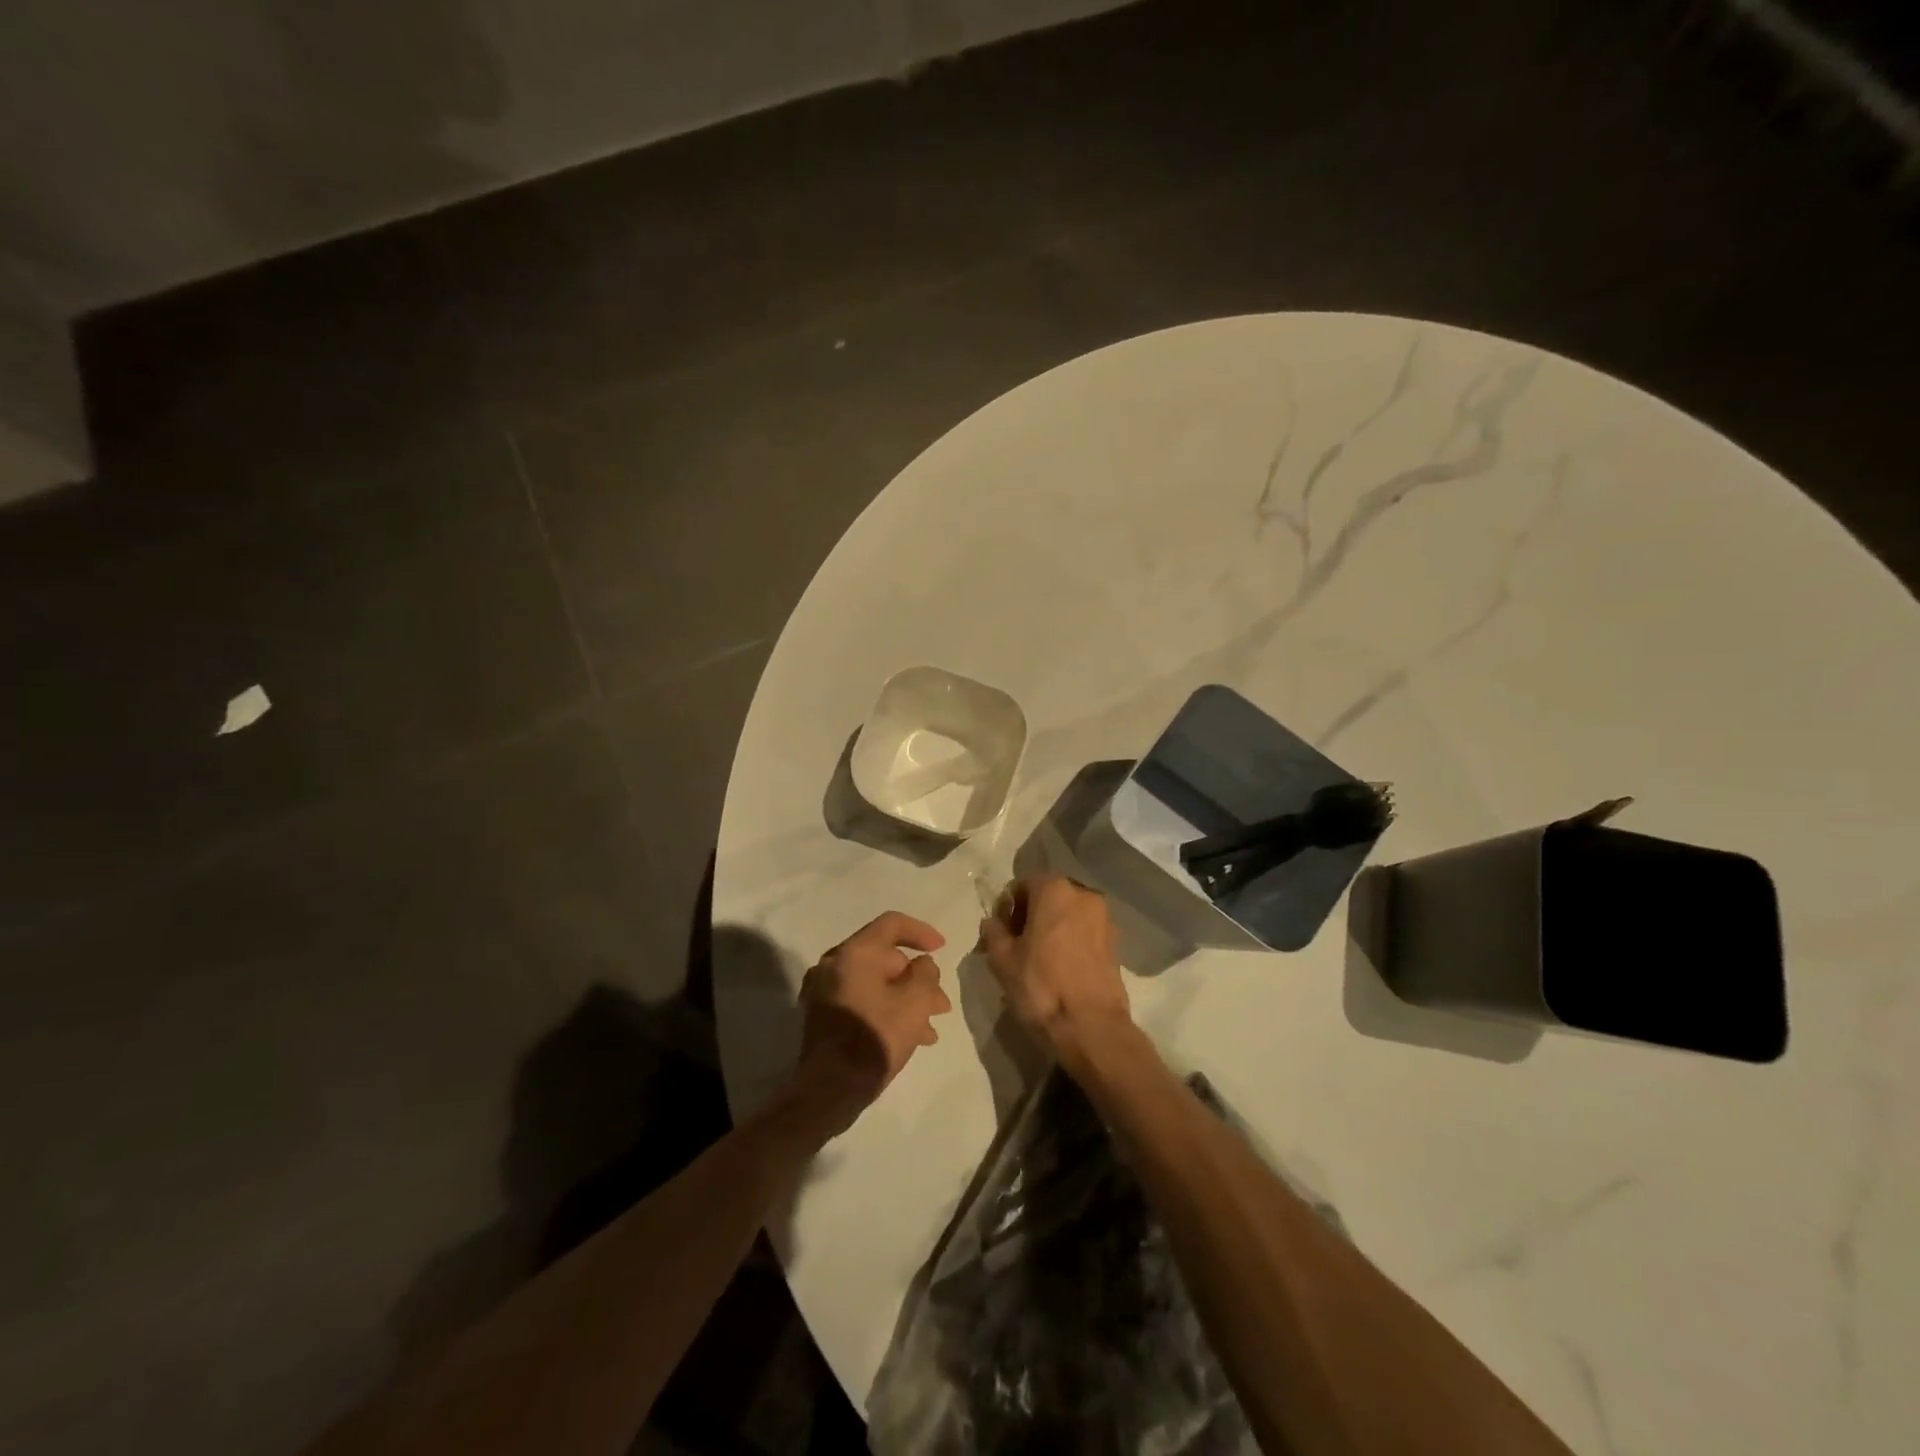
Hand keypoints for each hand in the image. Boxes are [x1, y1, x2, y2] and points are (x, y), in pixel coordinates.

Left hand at [790, 912, 951, 1134]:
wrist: (829, 1091)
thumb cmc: (875, 1038)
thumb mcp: (915, 1002)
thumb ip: (926, 974)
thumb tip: (922, 965)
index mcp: (854, 953)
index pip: (891, 924)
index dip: (921, 932)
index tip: (942, 948)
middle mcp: (833, 965)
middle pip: (884, 957)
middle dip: (917, 978)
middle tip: (941, 1003)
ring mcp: (824, 991)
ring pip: (875, 983)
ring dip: (905, 998)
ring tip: (930, 1028)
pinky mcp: (822, 1016)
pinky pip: (861, 1000)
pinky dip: (885, 1009)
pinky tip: (909, 1037)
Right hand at [979, 875, 1131, 1067]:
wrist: (1090, 1027)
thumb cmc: (1041, 986)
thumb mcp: (1002, 960)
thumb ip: (994, 932)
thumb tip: (992, 922)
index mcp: (1054, 890)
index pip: (1023, 884)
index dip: (1009, 906)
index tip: (1002, 932)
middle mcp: (1083, 894)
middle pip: (1049, 896)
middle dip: (1032, 914)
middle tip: (1017, 944)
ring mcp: (1104, 918)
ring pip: (1069, 914)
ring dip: (1052, 927)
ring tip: (1039, 959)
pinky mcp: (1116, 942)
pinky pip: (1085, 931)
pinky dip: (1071, 941)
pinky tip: (1061, 967)